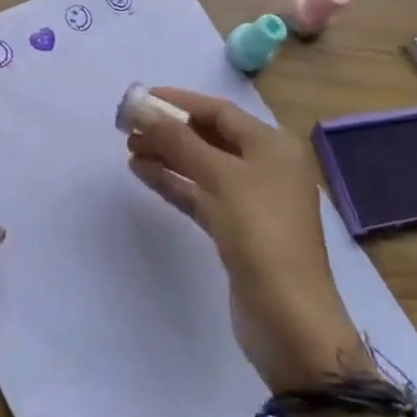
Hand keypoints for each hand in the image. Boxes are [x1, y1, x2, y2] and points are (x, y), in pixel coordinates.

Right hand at [126, 89, 371, 391]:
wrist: (288, 317)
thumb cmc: (261, 233)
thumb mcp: (220, 178)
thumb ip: (178, 140)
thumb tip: (141, 107)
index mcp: (272, 146)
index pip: (219, 111)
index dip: (179, 101)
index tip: (141, 99)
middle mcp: (265, 167)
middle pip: (209, 137)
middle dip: (169, 129)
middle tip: (128, 127)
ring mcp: (251, 201)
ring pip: (201, 166)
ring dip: (166, 155)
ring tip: (129, 148)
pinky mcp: (236, 230)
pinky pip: (199, 194)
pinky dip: (173, 182)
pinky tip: (142, 173)